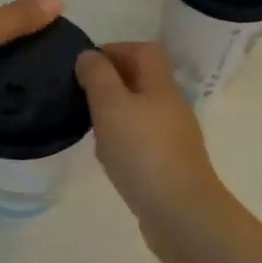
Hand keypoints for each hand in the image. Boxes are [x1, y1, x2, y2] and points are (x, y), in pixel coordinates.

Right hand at [75, 42, 229, 245]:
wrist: (180, 213)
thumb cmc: (143, 152)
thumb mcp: (111, 106)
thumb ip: (98, 77)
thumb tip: (89, 55)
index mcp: (161, 84)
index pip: (143, 50)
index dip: (115, 49)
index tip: (85, 64)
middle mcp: (172, 105)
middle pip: (143, 79)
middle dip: (112, 80)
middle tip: (81, 93)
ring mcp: (173, 136)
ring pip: (141, 110)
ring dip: (115, 111)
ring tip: (89, 123)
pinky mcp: (169, 163)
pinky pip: (142, 139)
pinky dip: (122, 139)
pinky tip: (108, 155)